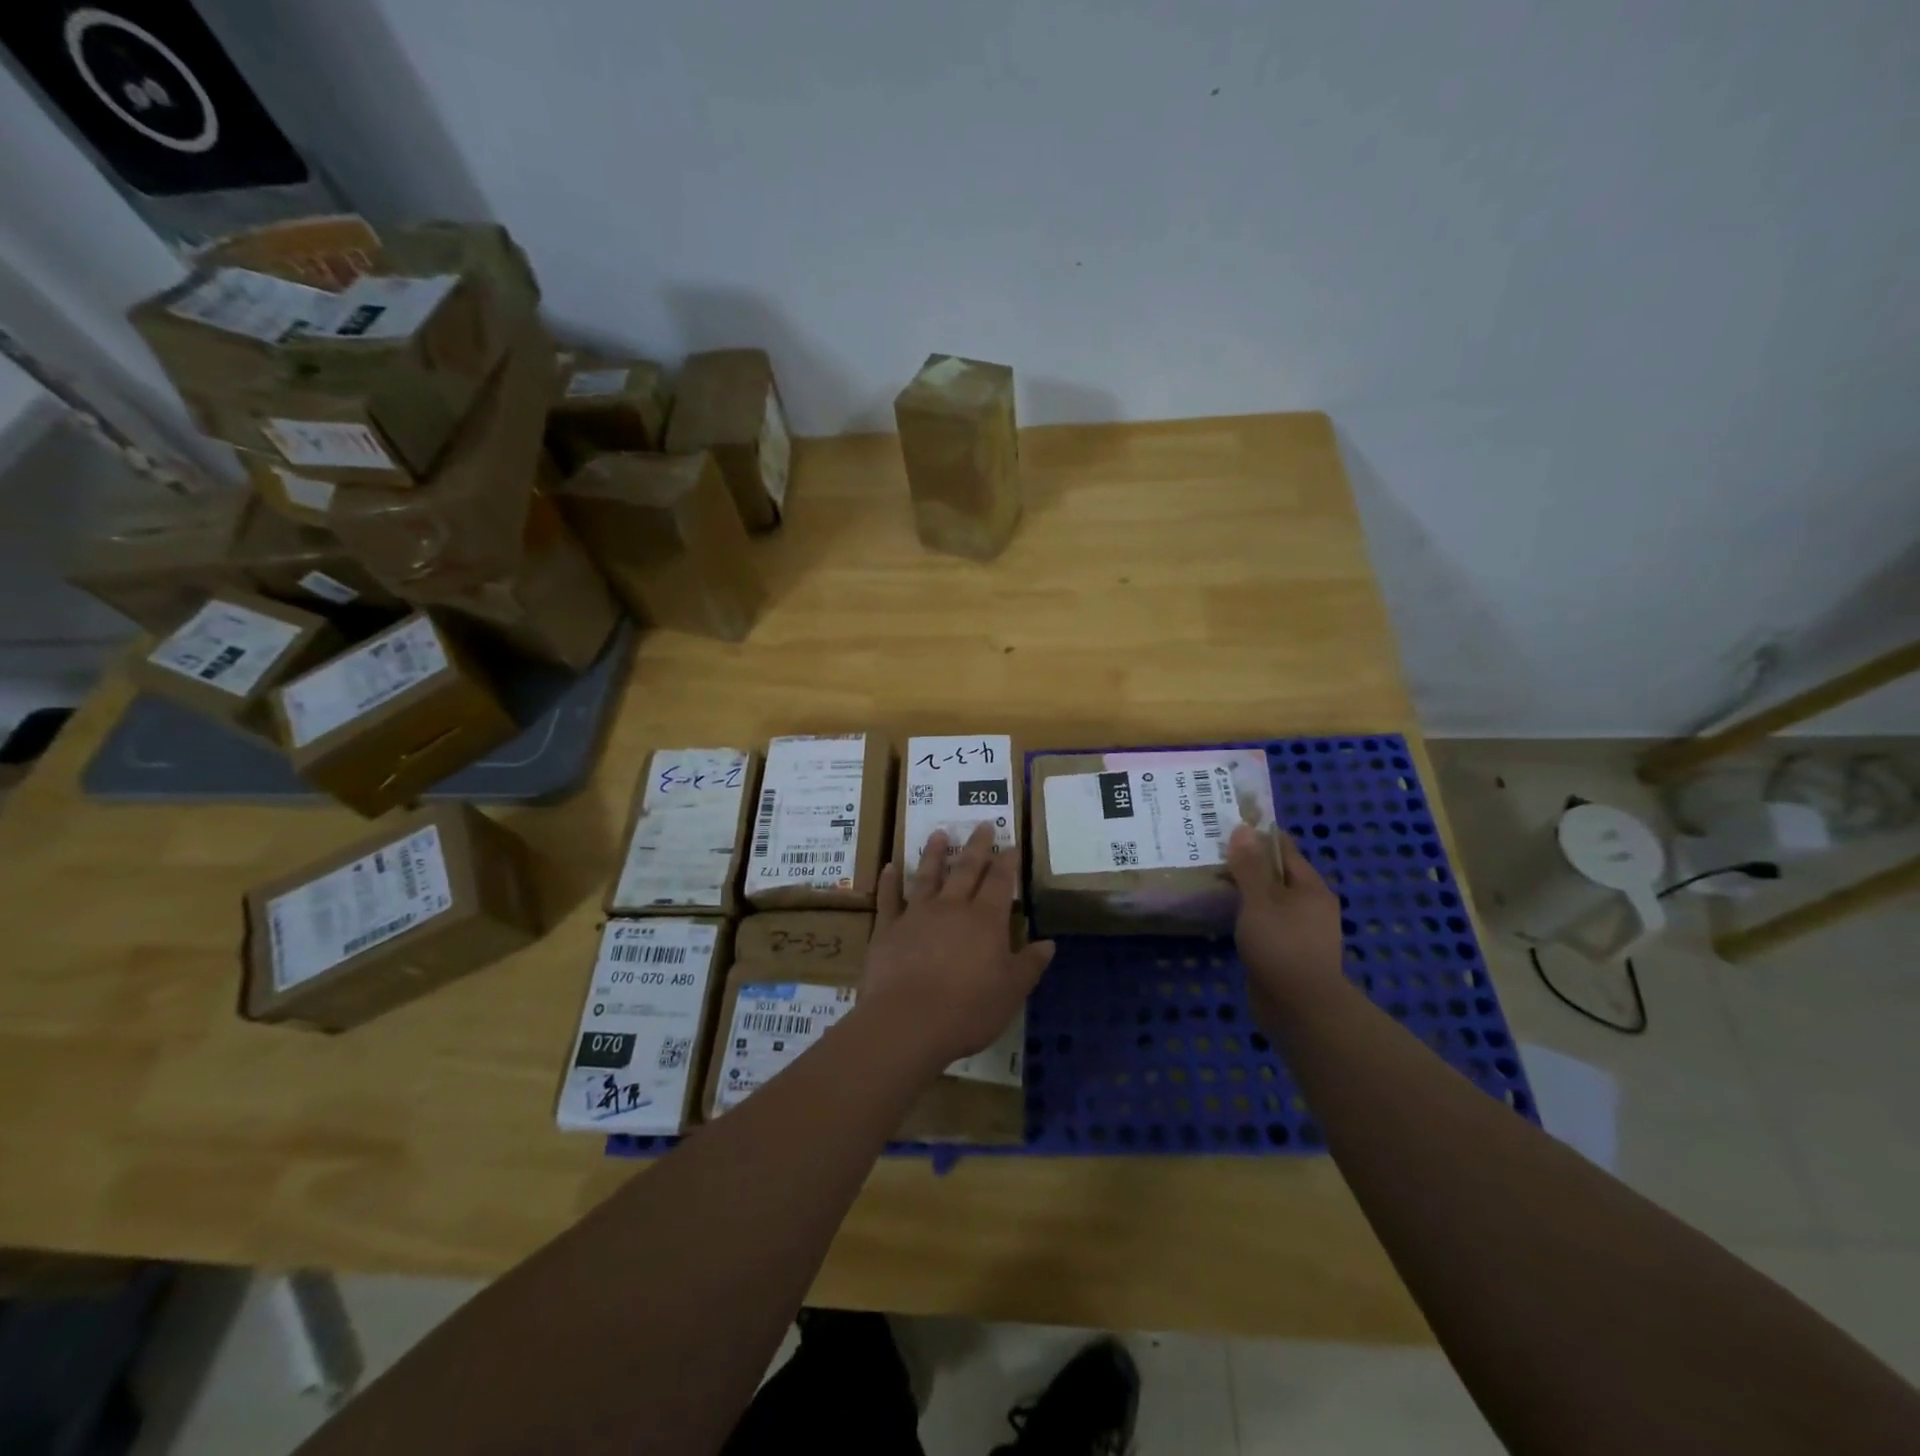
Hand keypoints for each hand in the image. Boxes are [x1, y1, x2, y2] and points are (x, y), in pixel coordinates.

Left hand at [860, 824, 1055, 1073]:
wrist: (908, 1022)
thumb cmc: (968, 1010)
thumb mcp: (1011, 992)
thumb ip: (1029, 964)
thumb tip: (1049, 943)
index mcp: (986, 921)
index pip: (1000, 882)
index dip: (1007, 862)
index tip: (1012, 844)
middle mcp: (952, 908)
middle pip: (967, 869)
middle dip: (977, 846)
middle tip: (982, 824)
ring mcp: (917, 915)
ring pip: (928, 876)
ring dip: (935, 854)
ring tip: (939, 833)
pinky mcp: (888, 929)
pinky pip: (889, 899)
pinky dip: (889, 881)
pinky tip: (889, 867)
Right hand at [1226, 824, 1344, 1030]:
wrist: (1301, 1009)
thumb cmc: (1282, 946)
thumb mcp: (1261, 900)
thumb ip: (1250, 866)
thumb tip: (1243, 829)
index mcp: (1311, 888)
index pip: (1284, 849)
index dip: (1258, 836)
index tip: (1228, 826)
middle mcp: (1311, 906)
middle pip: (1277, 874)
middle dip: (1248, 863)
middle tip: (1213, 853)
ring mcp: (1300, 931)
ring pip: (1269, 900)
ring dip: (1246, 891)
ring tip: (1213, 881)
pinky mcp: (1287, 953)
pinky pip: (1265, 923)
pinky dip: (1247, 915)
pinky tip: (1226, 916)